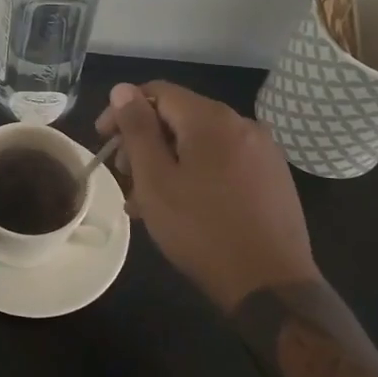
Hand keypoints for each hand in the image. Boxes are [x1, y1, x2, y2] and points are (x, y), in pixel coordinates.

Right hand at [96, 82, 315, 311]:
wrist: (271, 287)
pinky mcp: (273, 176)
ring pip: (200, 141)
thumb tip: (122, 89)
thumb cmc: (202, 230)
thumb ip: (137, 129)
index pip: (156, 92)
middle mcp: (242, 123)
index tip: (104, 141)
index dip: (124, 111)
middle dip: (145, 141)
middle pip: (179, 116)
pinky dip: (196, 172)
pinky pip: (223, 160)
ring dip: (168, 161)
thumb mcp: (156, 179)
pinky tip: (183, 205)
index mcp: (211, 118)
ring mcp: (262, 150)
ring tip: (147, 201)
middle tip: (125, 178)